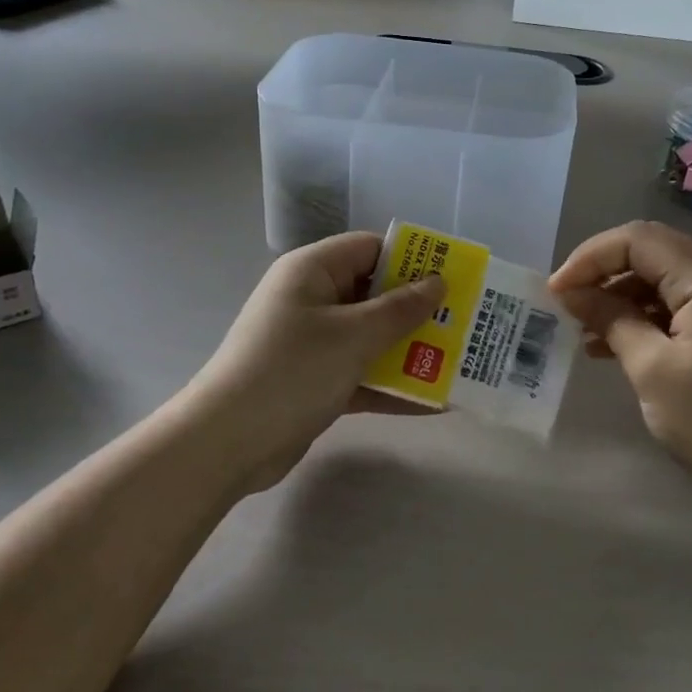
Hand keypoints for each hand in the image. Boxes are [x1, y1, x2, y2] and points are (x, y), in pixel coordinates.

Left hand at [187, 232, 445, 489]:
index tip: (454, 280)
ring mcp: (313, 342)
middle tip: (464, 324)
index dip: (413, 260)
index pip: (371, 249)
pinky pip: (362, 373)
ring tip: (459, 362)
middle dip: (419, 310)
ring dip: (410, 350)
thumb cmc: (292, 371)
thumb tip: (438, 282)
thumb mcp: (354, 335)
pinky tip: (435, 403)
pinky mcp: (316, 380)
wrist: (228, 443)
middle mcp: (312, 299)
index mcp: (313, 271)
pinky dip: (391, 384)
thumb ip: (401, 308)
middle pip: (375, 294)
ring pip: (371, 336)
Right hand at [550, 221, 691, 505]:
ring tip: (584, 330)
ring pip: (660, 275)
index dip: (590, 257)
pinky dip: (643, 314)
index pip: (637, 239)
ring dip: (619, 296)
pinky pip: (676, 300)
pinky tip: (612, 343)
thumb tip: (571, 293)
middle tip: (567, 304)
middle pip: (649, 251)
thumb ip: (611, 320)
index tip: (557, 291)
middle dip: (602, 273)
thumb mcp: (651, 369)